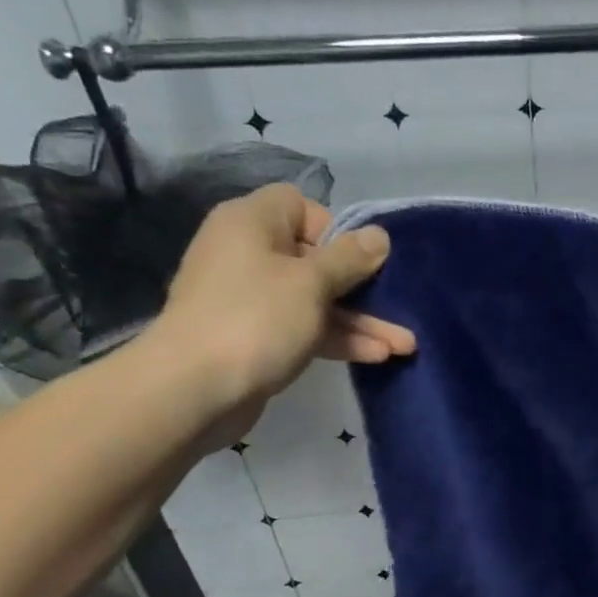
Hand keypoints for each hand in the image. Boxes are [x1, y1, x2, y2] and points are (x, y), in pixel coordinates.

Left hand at [144, 185, 414, 439]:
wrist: (192, 390)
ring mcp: (251, 299)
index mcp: (252, 223)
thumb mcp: (312, 283)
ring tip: (405, 345)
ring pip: (316, 300)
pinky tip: (377, 356)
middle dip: (363, 287)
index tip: (359, 260)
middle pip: (317, 259)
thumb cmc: (256, 319)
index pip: (301, 206)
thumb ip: (350, 258)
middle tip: (398, 307)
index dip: (335, 230)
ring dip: (360, 321)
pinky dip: (337, 339)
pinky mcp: (256, 337)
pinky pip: (304, 328)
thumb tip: (379, 236)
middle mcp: (249, 253)